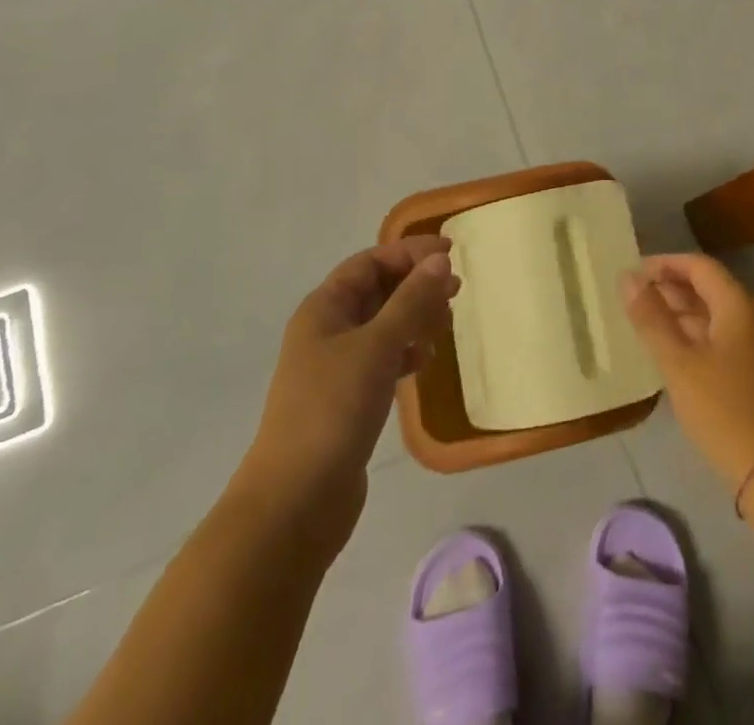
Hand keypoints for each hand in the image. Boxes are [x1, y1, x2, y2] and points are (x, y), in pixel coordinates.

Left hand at [244, 234, 459, 548]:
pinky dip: (405, 352)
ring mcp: (335, 367)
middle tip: (457, 290)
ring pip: (382, 325)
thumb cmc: (333, 408)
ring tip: (446, 324)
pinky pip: (381, 359)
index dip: (409, 253)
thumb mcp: (377, 345)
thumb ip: (411, 301)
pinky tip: (423, 362)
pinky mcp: (346, 400)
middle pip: (376, 291)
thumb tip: (439, 261)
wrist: (296, 500)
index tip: (451, 254)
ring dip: (414, 317)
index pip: (370, 262)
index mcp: (324, 308)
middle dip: (415, 284)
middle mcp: (326, 330)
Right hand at [623, 254, 753, 495]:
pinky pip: (725, 338)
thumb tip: (627, 277)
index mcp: (740, 305)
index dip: (665, 264)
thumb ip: (651, 318)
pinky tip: (674, 355)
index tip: (633, 274)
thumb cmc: (725, 411)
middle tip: (633, 300)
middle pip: (709, 288)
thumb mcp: (679, 363)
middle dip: (671, 289)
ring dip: (682, 314)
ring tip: (646, 325)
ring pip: (716, 316)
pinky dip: (697, 336)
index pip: (699, 266)